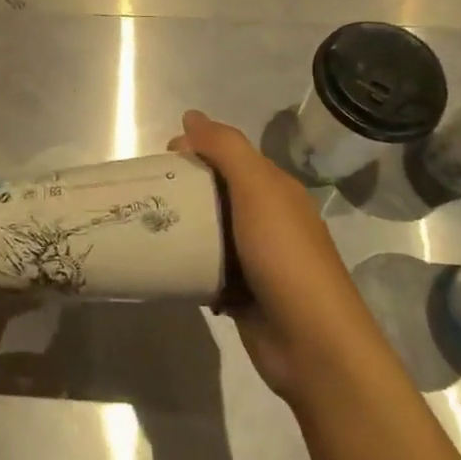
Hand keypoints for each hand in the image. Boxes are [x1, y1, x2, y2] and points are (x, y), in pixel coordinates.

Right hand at [170, 111, 381, 406]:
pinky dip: (190, 266)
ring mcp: (257, 259)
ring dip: (185, 229)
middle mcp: (268, 219)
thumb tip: (191, 116)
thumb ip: (226, 149)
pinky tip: (167, 266)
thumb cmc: (284, 256)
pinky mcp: (243, 294)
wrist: (312, 343)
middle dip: (185, 189)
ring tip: (148, 227)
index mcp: (276, 190)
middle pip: (218, 192)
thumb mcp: (257, 190)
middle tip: (148, 194)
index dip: (197, 149)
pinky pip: (209, 269)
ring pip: (211, 232)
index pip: (231, 156)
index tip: (161, 158)